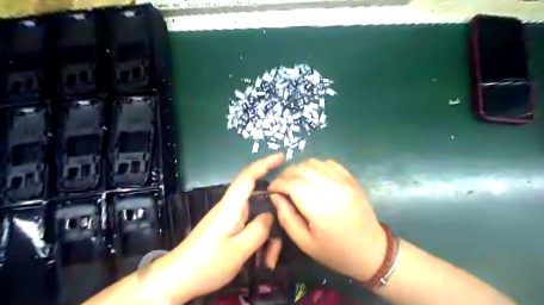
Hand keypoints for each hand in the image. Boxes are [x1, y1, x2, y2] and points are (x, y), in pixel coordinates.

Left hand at [148, 153, 284, 303]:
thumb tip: (271, 214)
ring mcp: (229, 217)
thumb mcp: (239, 250)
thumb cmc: (208, 263)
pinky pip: (250, 224)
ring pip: (256, 215)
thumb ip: (259, 229)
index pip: (248, 176)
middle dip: (274, 210)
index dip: (265, 163)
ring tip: (271, 257)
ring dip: (267, 232)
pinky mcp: (228, 226)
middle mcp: (230, 207)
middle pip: (258, 197)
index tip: (281, 156)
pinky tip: (263, 255)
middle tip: (287, 225)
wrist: (178, 278)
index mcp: (231, 206)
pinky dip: (260, 237)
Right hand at [267, 159, 386, 281]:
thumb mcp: (304, 242)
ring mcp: (344, 181)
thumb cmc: (335, 251)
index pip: (291, 183)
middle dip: (285, 175)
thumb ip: (286, 217)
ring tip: (296, 182)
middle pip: (301, 169)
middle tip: (281, 186)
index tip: (271, 190)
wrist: (371, 250)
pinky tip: (313, 178)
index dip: (277, 183)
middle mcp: (332, 188)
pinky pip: (328, 163)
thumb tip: (275, 196)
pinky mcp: (351, 178)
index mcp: (320, 208)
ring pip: (313, 162)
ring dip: (299, 169)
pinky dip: (315, 166)